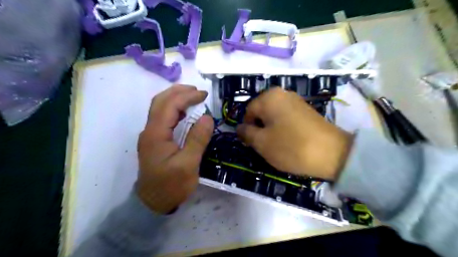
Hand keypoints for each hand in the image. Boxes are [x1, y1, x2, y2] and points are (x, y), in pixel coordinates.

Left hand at [136, 85, 213, 213]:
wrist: (152, 203)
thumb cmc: (171, 186)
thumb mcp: (188, 165)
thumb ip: (197, 139)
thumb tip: (207, 117)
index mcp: (156, 134)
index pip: (170, 105)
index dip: (187, 96)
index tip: (204, 95)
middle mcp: (150, 130)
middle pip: (160, 101)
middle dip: (179, 92)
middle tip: (198, 92)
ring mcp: (150, 135)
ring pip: (160, 108)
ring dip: (175, 98)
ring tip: (193, 97)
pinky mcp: (155, 140)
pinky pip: (163, 117)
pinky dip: (174, 109)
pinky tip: (185, 113)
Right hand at [236, 89, 352, 180]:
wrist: (333, 153)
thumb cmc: (291, 147)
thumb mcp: (262, 143)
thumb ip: (246, 133)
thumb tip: (239, 128)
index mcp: (269, 97)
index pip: (248, 112)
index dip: (248, 129)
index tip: (253, 144)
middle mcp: (282, 94)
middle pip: (261, 112)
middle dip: (260, 129)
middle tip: (265, 145)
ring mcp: (296, 101)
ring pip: (274, 116)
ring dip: (271, 130)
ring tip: (278, 145)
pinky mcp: (306, 110)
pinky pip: (287, 118)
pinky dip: (283, 129)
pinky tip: (290, 141)